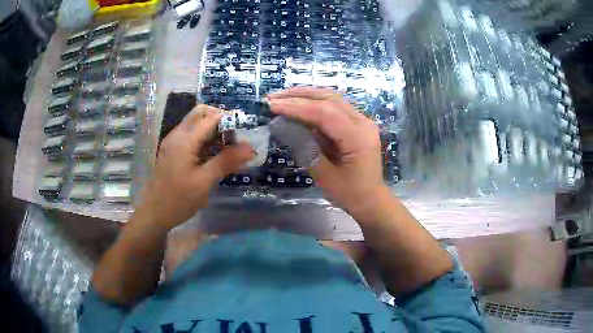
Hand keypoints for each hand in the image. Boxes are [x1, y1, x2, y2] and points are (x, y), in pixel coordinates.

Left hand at [133, 105, 253, 230]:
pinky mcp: (172, 150)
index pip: (211, 117)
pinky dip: (204, 138)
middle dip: (220, 119)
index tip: (247, 128)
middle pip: (200, 113)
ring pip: (195, 123)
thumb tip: (250, 148)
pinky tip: (213, 154)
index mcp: (184, 140)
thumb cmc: (179, 200)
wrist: (154, 214)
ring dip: (213, 128)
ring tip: (228, 146)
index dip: (230, 118)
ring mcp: (173, 142)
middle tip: (235, 136)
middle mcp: (177, 135)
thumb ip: (226, 161)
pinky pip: (190, 135)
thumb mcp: (204, 182)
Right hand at [268, 87, 387, 215]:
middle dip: (299, 95)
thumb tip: (282, 126)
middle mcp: (363, 122)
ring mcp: (362, 121)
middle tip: (273, 97)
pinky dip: (314, 104)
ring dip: (306, 96)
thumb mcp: (325, 176)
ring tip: (282, 98)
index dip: (296, 107)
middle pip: (329, 98)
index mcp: (358, 137)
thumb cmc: (350, 194)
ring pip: (332, 98)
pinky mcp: (357, 123)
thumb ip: (305, 148)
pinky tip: (298, 106)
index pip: (324, 112)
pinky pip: (334, 107)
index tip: (272, 105)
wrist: (372, 200)